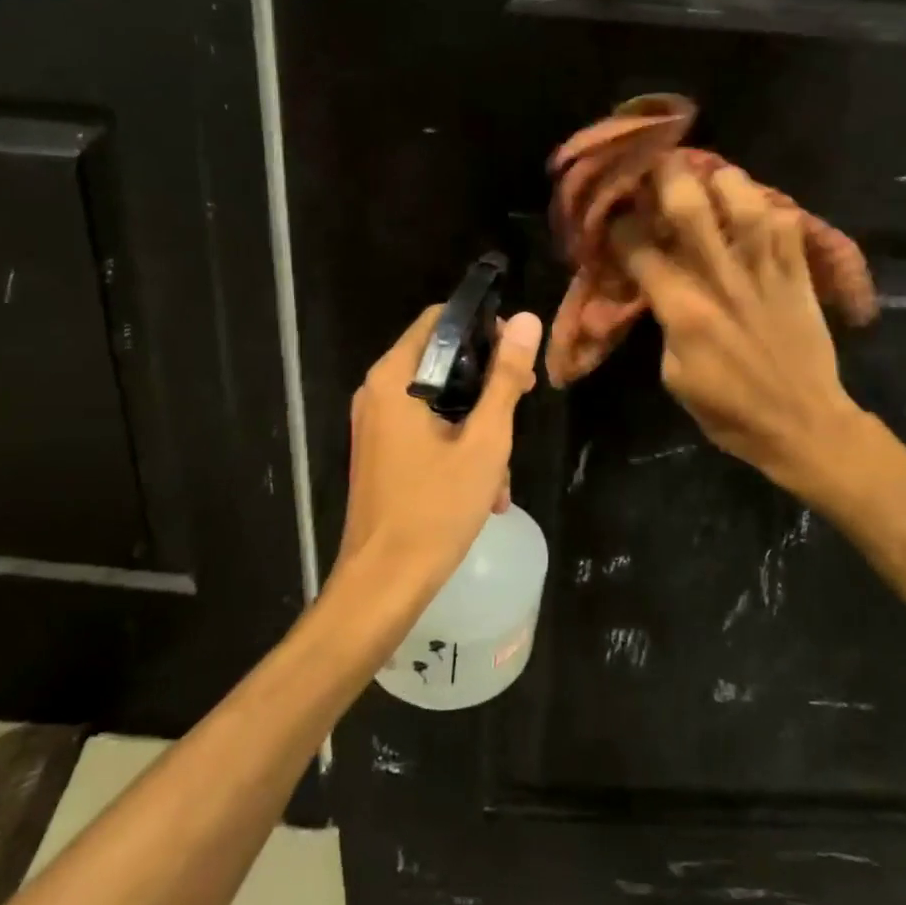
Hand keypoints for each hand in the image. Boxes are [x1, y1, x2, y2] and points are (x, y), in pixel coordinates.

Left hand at [334, 305, 543, 602]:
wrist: (384, 584)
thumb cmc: (436, 508)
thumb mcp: (485, 440)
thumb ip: (505, 378)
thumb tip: (528, 320)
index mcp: (394, 379)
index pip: (440, 320)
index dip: (484, 328)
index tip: (518, 356)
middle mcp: (378, 392)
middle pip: (442, 361)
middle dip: (488, 384)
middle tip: (524, 404)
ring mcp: (377, 425)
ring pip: (441, 402)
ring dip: (479, 427)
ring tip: (504, 470)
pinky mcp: (383, 453)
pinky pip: (428, 431)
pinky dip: (459, 448)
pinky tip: (487, 490)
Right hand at [611, 157, 863, 501]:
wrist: (803, 424)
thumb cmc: (730, 411)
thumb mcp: (675, 376)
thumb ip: (665, 324)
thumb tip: (660, 290)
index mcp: (684, 310)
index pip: (640, 249)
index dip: (621, 225)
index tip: (614, 215)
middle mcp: (723, 278)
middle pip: (691, 207)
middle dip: (667, 177)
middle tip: (656, 165)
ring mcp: (766, 271)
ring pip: (745, 201)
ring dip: (723, 180)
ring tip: (712, 177)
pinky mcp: (800, 273)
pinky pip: (788, 222)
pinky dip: (769, 207)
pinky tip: (756, 209)